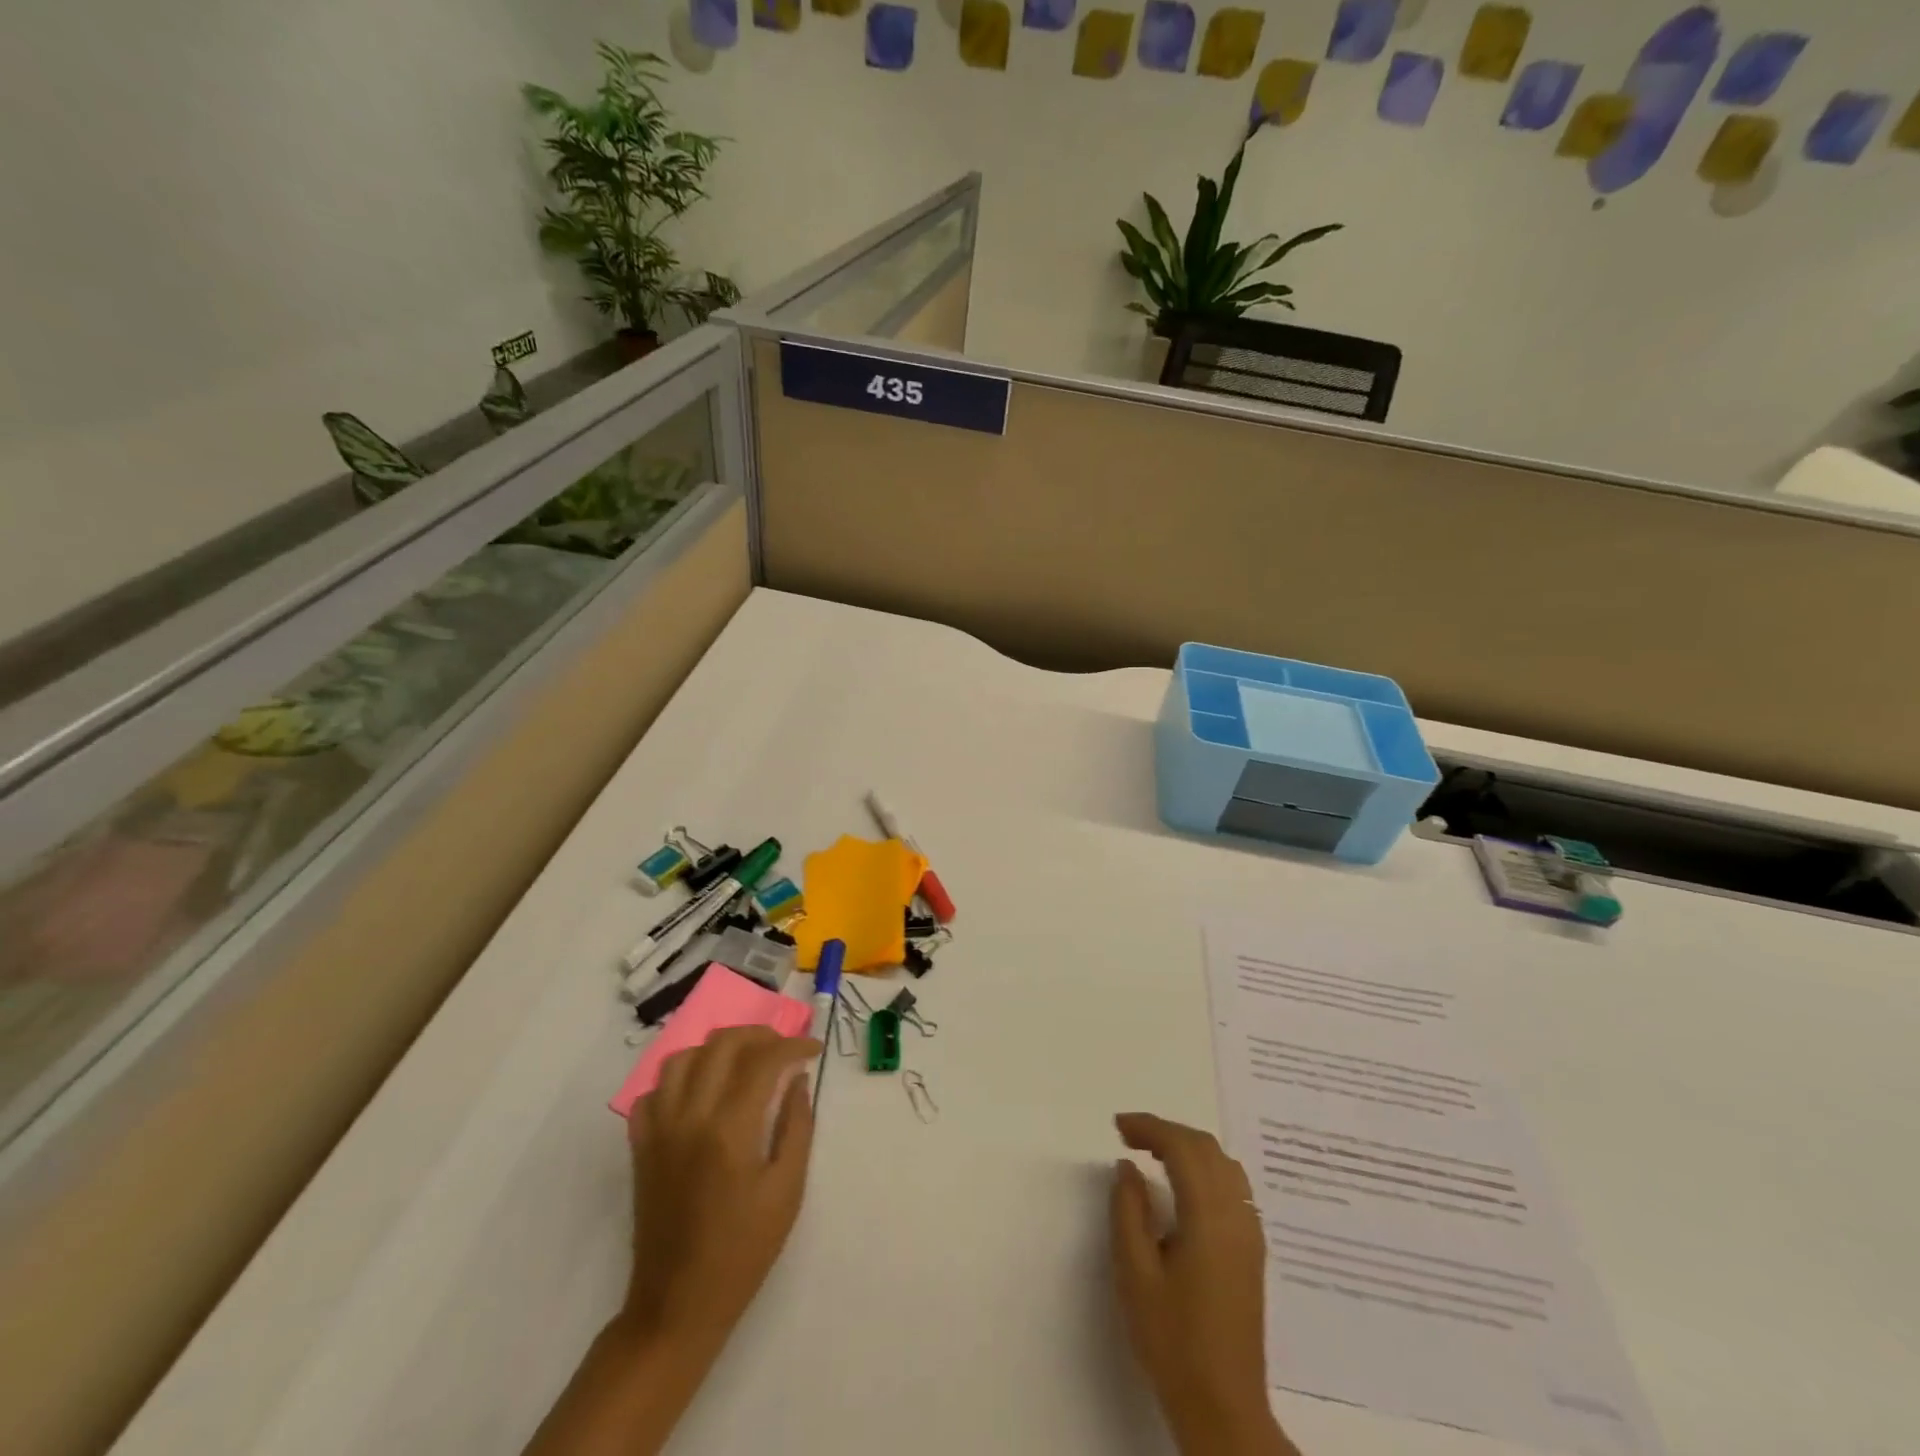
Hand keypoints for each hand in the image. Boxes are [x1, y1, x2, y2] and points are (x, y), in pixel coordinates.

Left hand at [622, 1026, 821, 1359]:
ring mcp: (659, 1129)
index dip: (793, 1045)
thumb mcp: (787, 1190)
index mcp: (730, 1129)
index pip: (764, 1060)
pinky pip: (654, 1091)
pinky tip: (701, 1092)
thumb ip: (796, 1126)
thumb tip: (797, 1079)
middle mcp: (690, 1117)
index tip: (813, 1050)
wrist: (677, 1305)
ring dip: (717, 1049)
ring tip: (742, 1062)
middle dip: (759, 1035)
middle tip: (782, 1049)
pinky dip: (680, 1079)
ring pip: (683, 1057)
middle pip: (722, 1044)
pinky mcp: (641, 1145)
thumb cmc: (743, 1251)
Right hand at [1110, 1113, 1297, 1455]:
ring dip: (1188, 1147)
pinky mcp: (1253, 1251)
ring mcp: (1251, 1233)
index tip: (1118, 1127)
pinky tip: (1183, 1185)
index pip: (1182, 1148)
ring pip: (1224, 1164)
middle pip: (1206, 1149)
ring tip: (1153, 1153)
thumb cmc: (1173, 1340)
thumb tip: (1127, 1167)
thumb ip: (1128, 1211)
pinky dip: (1205, 1168)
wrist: (1223, 1407)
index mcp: (1209, 1217)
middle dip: (1167, 1132)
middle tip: (1129, 1136)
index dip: (1149, 1127)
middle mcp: (1237, 1215)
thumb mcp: (1135, 1273)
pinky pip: (1233, 1186)